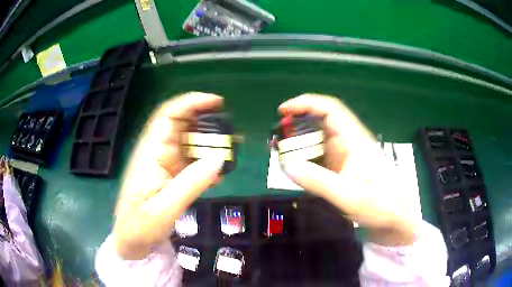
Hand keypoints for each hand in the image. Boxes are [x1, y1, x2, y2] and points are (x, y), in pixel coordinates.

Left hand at [113, 92, 224, 259]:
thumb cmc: (140, 225)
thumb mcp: (165, 209)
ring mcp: (164, 162)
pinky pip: (190, 159)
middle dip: (206, 122)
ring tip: (232, 151)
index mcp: (150, 153)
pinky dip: (206, 161)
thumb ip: (191, 184)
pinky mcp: (170, 173)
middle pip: (181, 124)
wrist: (131, 240)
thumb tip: (220, 158)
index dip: (191, 103)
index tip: (217, 102)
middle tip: (231, 133)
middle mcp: (157, 152)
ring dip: (210, 142)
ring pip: (189, 141)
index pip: (168, 116)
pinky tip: (219, 174)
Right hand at [279, 94, 416, 245]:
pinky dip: (304, 156)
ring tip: (280, 151)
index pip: (330, 109)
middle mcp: (349, 142)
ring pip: (318, 139)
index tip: (284, 110)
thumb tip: (287, 165)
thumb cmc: (380, 205)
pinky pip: (320, 155)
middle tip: (276, 137)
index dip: (306, 104)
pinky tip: (295, 167)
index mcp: (355, 140)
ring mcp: (345, 155)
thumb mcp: (349, 196)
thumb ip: (319, 182)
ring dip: (299, 142)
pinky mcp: (342, 166)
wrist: (392, 217)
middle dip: (297, 124)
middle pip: (321, 122)